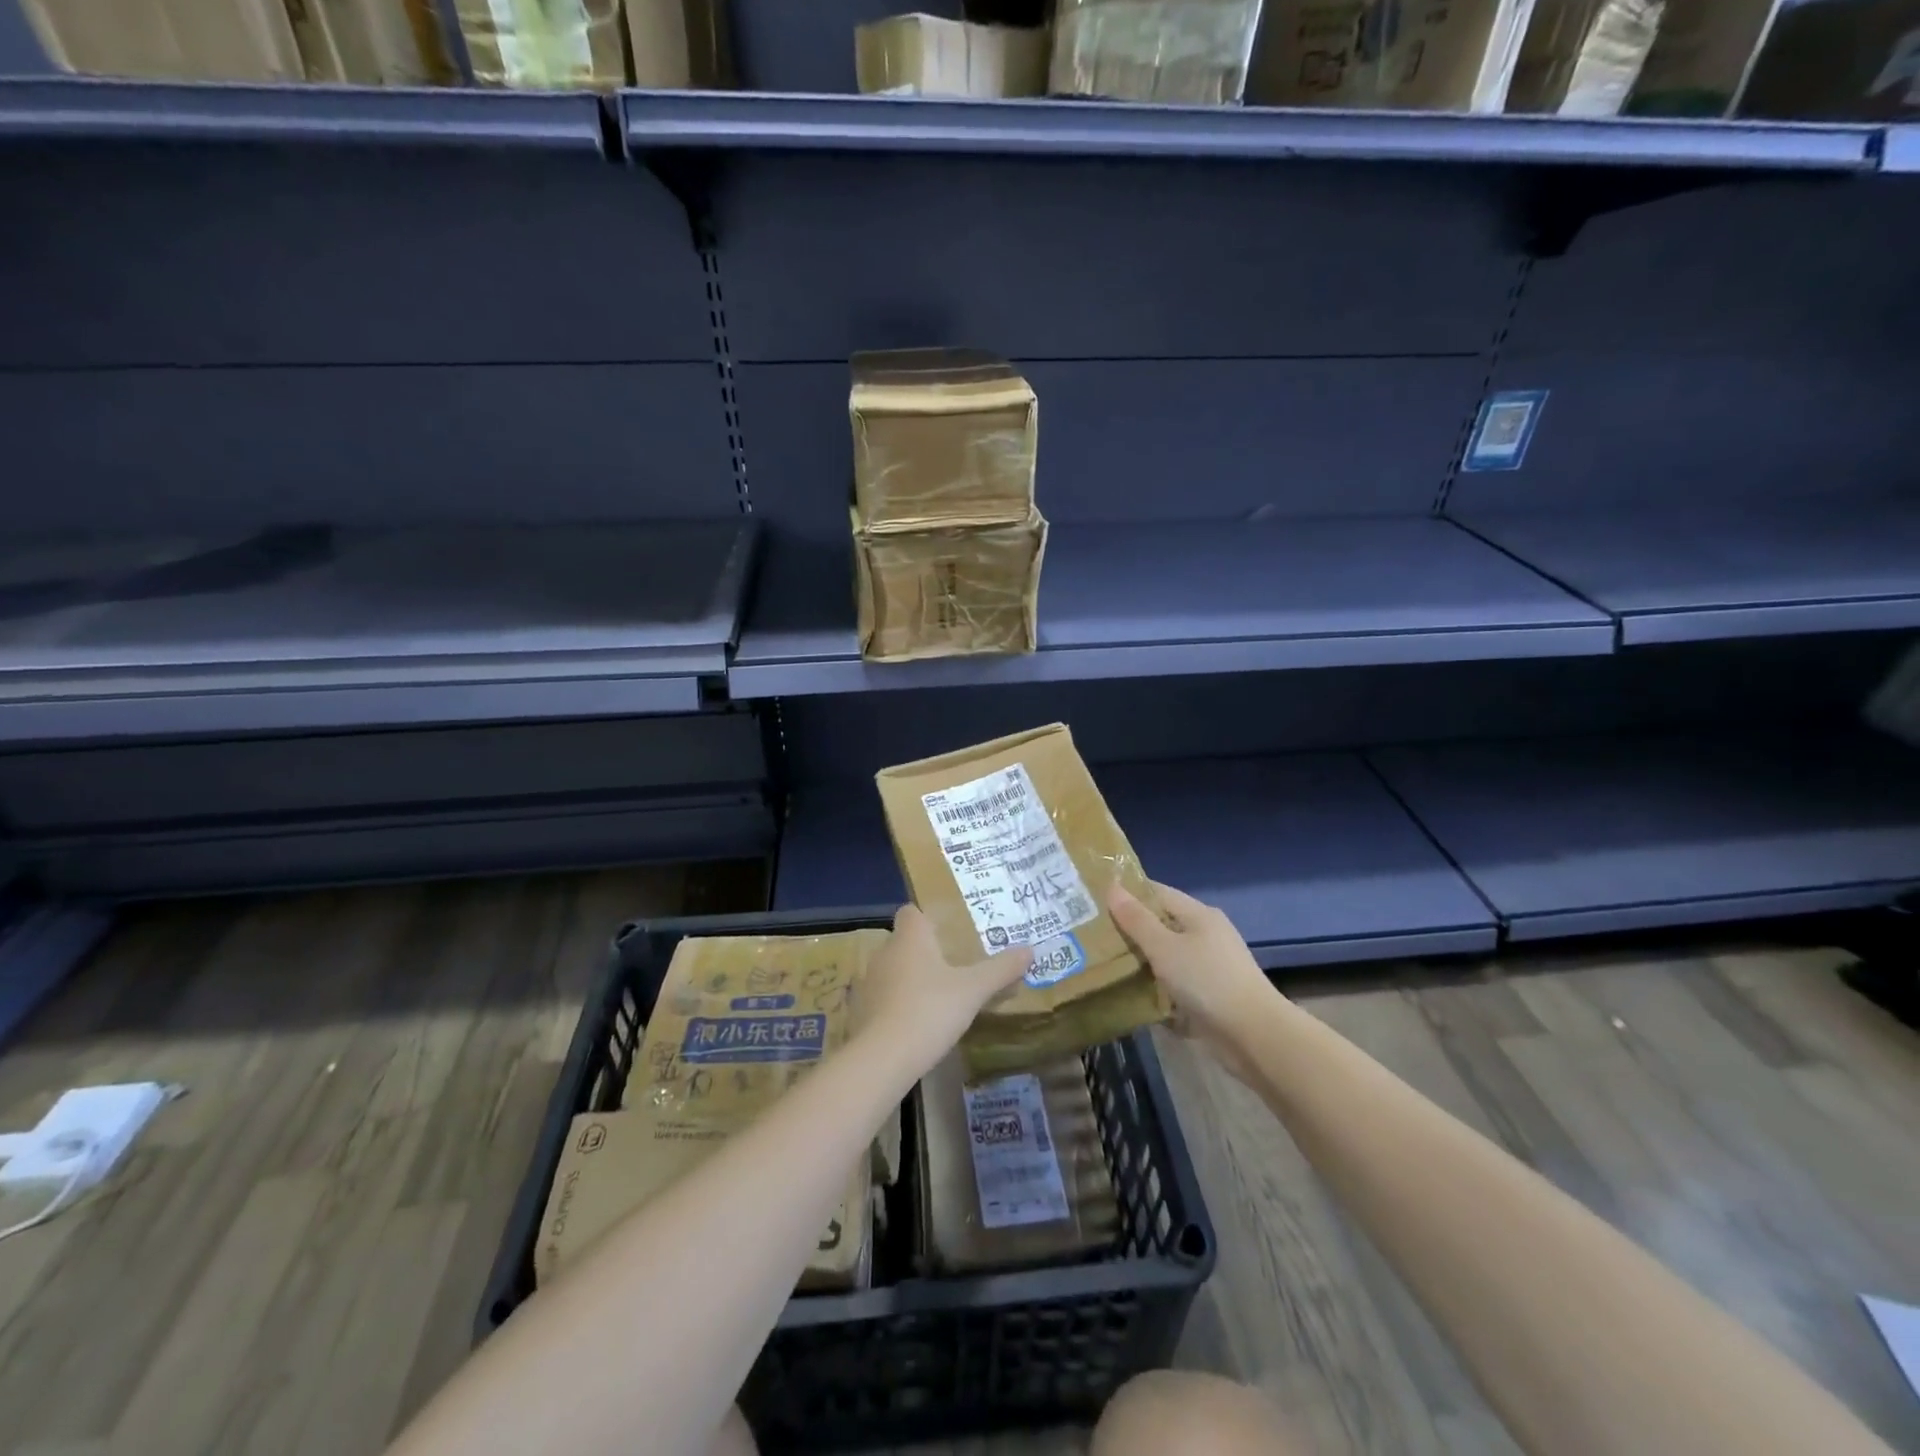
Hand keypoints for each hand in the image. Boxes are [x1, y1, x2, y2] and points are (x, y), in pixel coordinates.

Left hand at [854, 905, 1032, 1075]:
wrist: (883, 1058)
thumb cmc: (930, 1010)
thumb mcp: (973, 990)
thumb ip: (1001, 969)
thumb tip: (1030, 949)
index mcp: (910, 938)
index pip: (910, 912)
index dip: (927, 918)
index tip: (948, 932)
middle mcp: (885, 952)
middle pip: (904, 941)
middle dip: (925, 951)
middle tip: (953, 966)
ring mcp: (869, 982)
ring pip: (893, 970)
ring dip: (911, 979)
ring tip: (938, 997)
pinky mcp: (861, 1011)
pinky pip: (884, 997)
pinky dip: (898, 1004)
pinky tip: (918, 1023)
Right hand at [1108, 883, 1275, 1081]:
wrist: (1253, 1036)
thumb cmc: (1207, 981)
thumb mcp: (1164, 947)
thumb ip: (1136, 920)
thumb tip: (1112, 887)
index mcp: (1199, 915)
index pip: (1158, 892)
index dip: (1128, 893)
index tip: (1094, 899)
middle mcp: (1206, 935)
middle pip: (1162, 924)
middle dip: (1130, 929)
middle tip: (1092, 934)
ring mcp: (1209, 967)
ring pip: (1167, 956)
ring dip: (1142, 960)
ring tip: (1103, 963)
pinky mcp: (1209, 995)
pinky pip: (1174, 983)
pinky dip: (1156, 986)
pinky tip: (1132, 994)